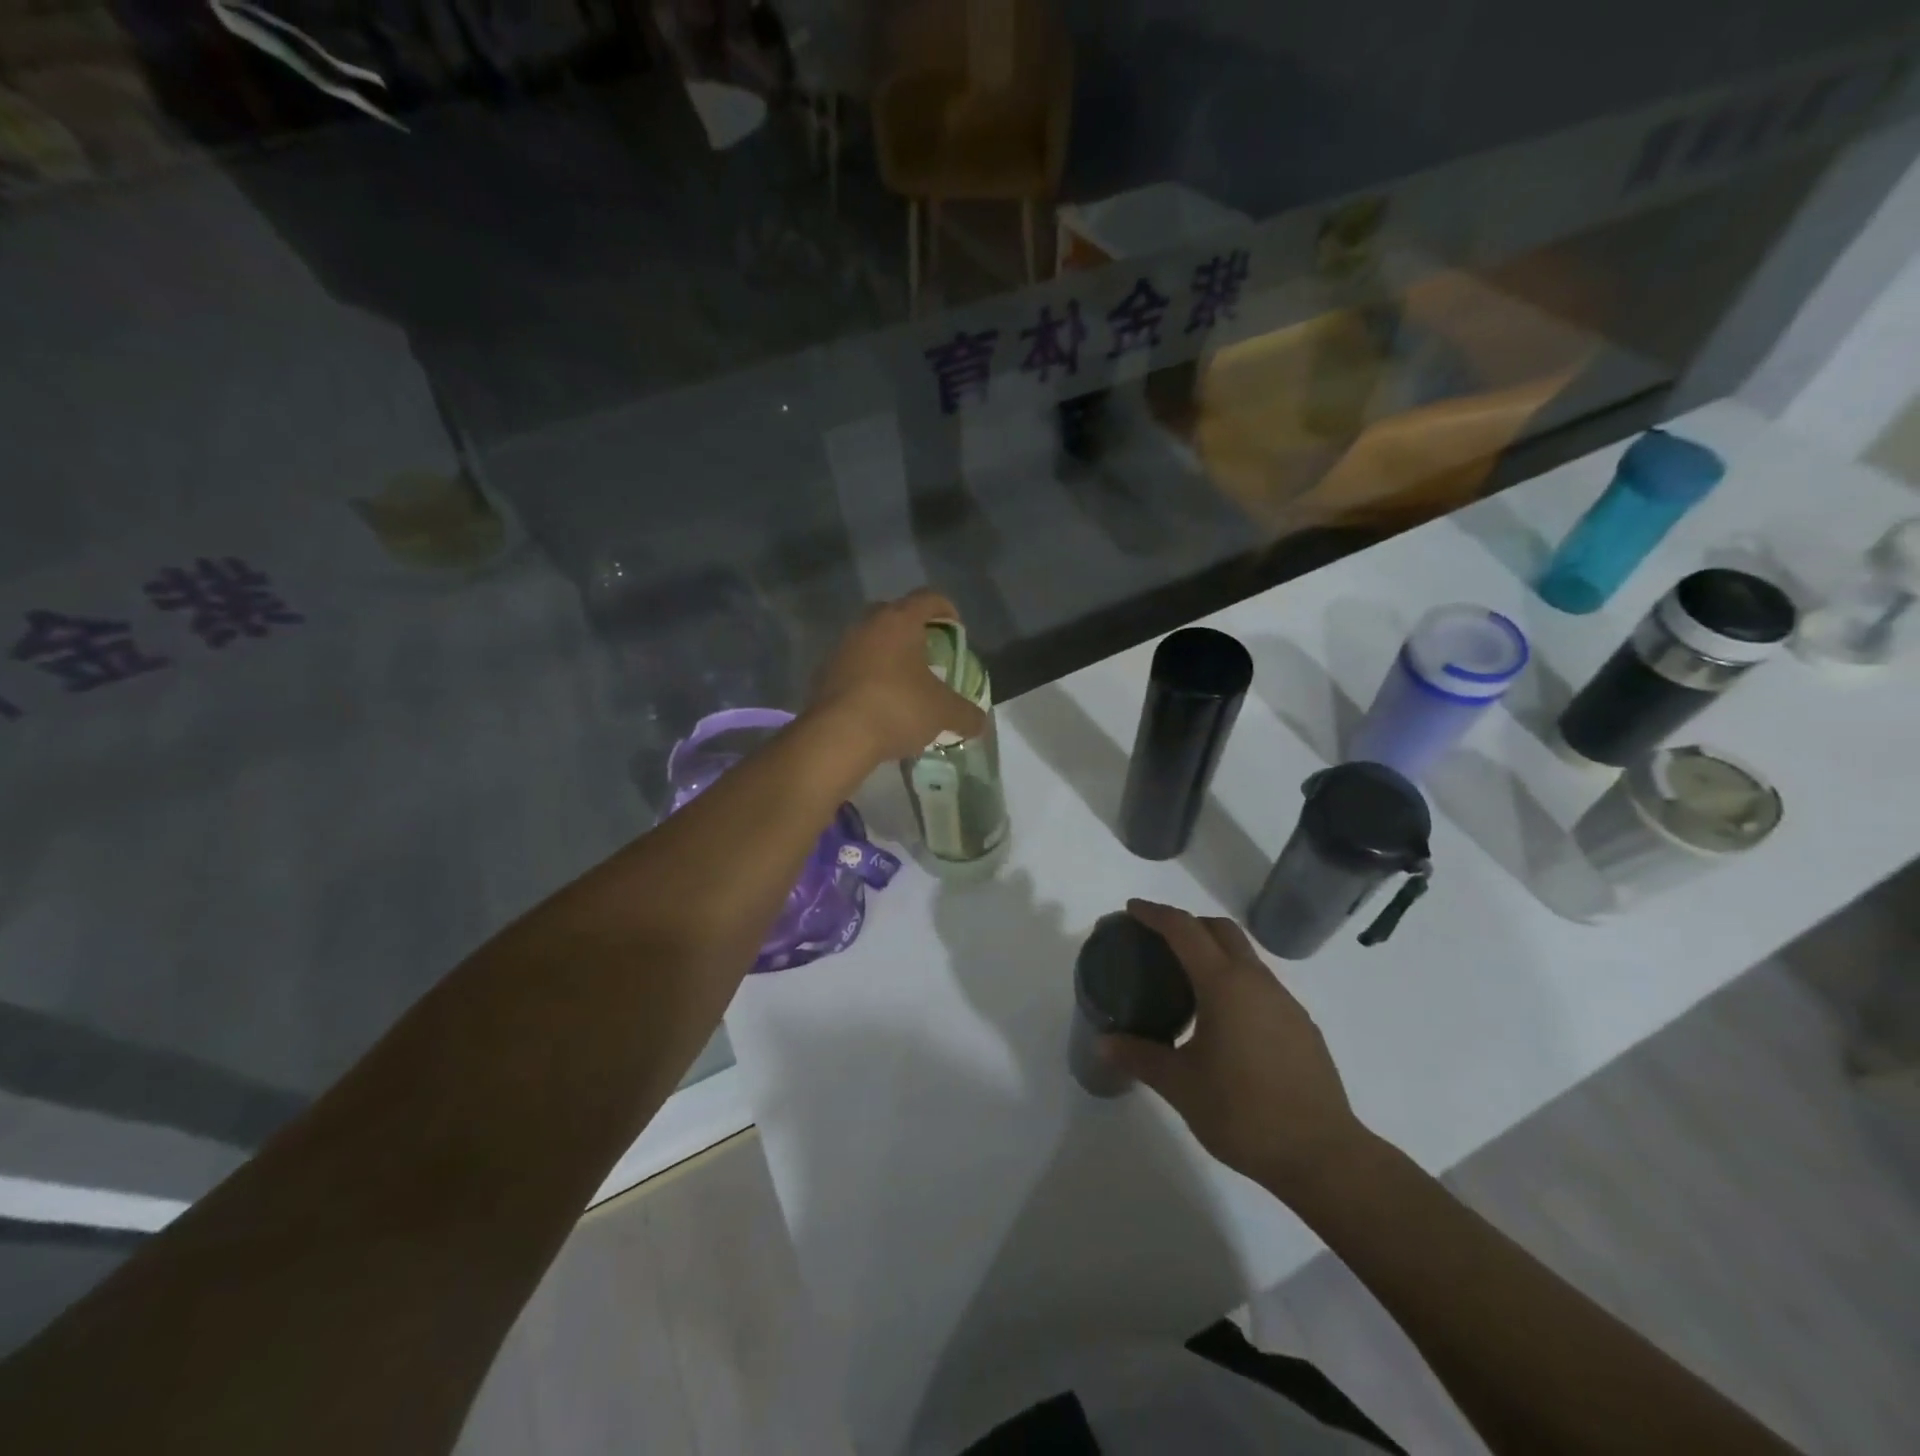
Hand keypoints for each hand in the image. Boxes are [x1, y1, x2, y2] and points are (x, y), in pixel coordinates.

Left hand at [808, 589, 988, 764]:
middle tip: (929, 655)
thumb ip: (967, 714)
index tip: (956, 632)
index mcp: (900, 620)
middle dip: (914, 630)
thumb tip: (979, 722)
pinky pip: (853, 665)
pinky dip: (868, 676)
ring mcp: (841, 647)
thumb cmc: (898, 708)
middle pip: (895, 613)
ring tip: (904, 682)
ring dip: (888, 654)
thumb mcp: (944, 713)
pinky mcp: (823, 673)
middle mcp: (867, 624)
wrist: (837, 736)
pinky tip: (878, 702)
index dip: (947, 610)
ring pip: (871, 640)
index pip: (929, 598)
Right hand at [1102, 900, 1375, 1202]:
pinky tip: (1224, 1020)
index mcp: (1224, 985)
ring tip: (1187, 983)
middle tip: (1158, 942)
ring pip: (1245, 956)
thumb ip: (1140, 1058)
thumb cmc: (1244, 1113)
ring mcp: (1285, 1002)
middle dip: (1188, 924)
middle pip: (1220, 930)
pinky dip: (1235, 981)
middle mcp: (1257, 981)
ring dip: (1214, 953)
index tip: (1132, 910)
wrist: (1322, 1155)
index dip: (1156, 914)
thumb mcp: (1181, 1086)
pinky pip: (1261, 985)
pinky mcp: (1301, 1025)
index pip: (1184, 930)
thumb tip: (1105, 1043)